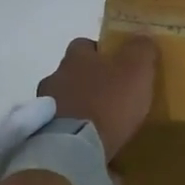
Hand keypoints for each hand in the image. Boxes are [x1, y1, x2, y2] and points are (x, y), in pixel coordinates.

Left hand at [37, 37, 158, 161]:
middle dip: (89, 82)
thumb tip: (143, 34)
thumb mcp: (136, 70)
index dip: (101, 52)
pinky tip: (89, 142)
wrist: (74, 150)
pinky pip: (60, 128)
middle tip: (112, 95)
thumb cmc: (108, 102)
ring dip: (79, 108)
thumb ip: (141, 49)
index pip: (84, 45)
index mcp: (75, 58)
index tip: (117, 64)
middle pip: (73, 73)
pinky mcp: (42, 135)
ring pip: (65, 101)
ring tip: (101, 124)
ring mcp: (45, 108)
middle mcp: (55, 77)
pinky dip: (73, 131)